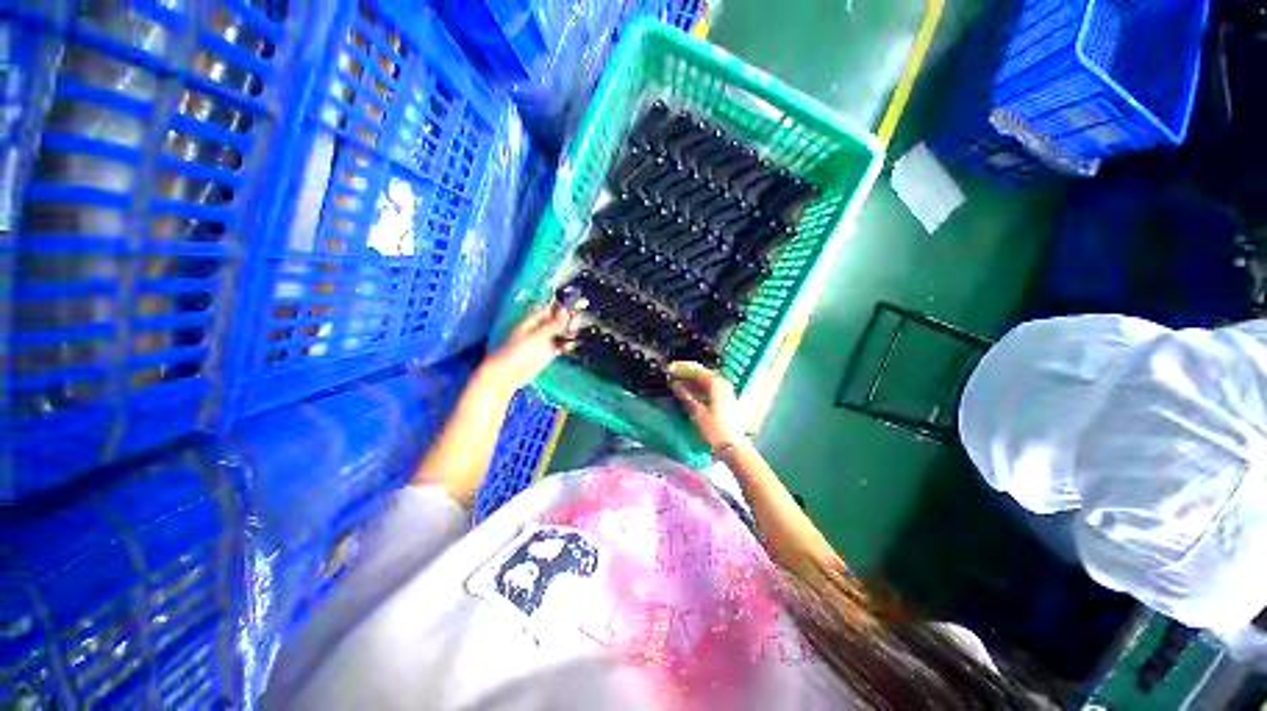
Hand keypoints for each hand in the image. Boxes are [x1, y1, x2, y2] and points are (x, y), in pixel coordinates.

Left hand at [480, 305, 576, 393]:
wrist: (511, 373)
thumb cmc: (522, 351)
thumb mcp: (539, 335)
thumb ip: (553, 323)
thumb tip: (565, 309)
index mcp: (534, 320)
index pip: (550, 309)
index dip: (562, 307)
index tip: (576, 307)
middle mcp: (539, 329)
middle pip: (556, 321)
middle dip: (568, 320)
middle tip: (583, 320)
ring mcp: (543, 341)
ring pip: (559, 333)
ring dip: (569, 332)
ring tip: (582, 331)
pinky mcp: (547, 353)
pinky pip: (559, 346)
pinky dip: (566, 345)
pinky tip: (575, 345)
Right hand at [668, 361, 744, 450]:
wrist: (733, 446)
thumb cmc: (714, 429)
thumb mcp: (697, 412)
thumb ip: (685, 396)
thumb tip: (675, 384)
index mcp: (716, 384)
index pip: (697, 370)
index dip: (683, 369)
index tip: (671, 369)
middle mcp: (723, 384)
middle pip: (703, 374)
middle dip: (688, 374)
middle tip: (674, 375)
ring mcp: (727, 391)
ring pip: (707, 381)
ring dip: (693, 381)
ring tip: (680, 383)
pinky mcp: (727, 399)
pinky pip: (711, 388)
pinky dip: (700, 388)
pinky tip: (692, 392)